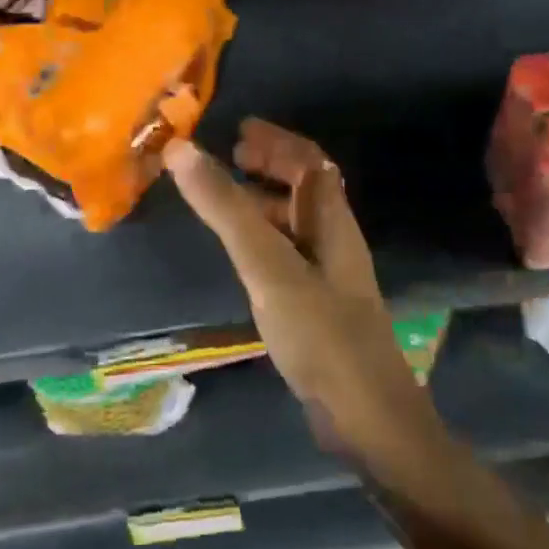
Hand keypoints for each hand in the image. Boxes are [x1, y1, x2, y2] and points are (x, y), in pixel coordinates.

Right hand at [163, 120, 454, 483]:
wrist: (367, 417)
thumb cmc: (320, 332)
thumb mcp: (267, 265)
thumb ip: (226, 208)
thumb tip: (181, 148)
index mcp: (332, 221)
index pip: (310, 161)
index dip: (277, 140)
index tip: (239, 130)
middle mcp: (335, 240)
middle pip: (306, 187)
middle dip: (270, 165)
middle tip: (229, 158)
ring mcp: (330, 275)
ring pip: (296, 221)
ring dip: (264, 201)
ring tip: (225, 200)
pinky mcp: (320, 306)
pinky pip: (288, 252)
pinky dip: (263, 238)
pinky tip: (242, 256)